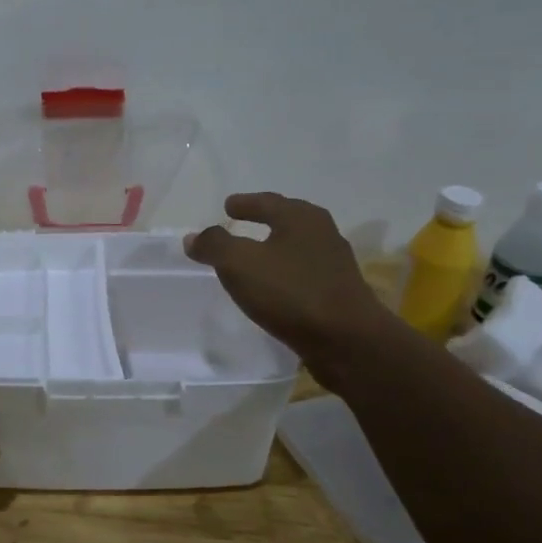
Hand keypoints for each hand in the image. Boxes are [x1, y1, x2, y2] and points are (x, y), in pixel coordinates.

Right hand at [185, 192, 394, 382]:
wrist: (347, 341)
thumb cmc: (291, 292)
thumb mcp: (239, 264)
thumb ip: (214, 245)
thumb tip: (194, 236)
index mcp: (301, 218)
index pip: (267, 201)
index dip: (244, 203)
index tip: (227, 206)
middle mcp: (322, 234)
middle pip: (287, 220)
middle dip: (264, 221)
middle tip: (240, 224)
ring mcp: (334, 265)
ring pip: (296, 248)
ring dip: (274, 249)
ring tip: (253, 258)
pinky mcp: (338, 293)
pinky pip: (302, 274)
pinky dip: (284, 274)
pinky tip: (273, 288)